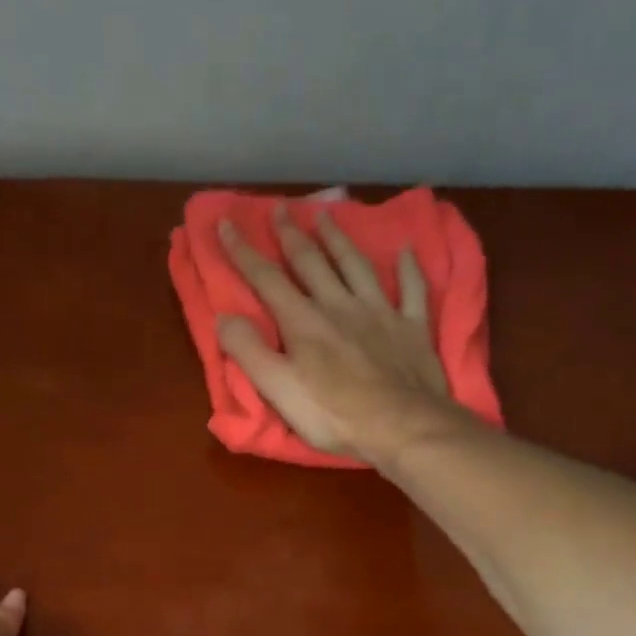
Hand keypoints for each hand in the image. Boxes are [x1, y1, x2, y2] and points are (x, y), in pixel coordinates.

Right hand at [216, 205, 462, 461]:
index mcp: (303, 322)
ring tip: (327, 215)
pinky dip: (408, 267)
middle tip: (280, 208)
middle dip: (291, 235)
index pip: (266, 279)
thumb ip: (249, 352)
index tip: (226, 223)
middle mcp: (340, 306)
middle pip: (311, 262)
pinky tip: (406, 250)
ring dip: (339, 240)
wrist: (402, 426)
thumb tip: (224, 318)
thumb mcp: (279, 390)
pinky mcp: (412, 327)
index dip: (243, 251)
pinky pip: (412, 289)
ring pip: (356, 265)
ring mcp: (379, 312)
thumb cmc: (334, 415)